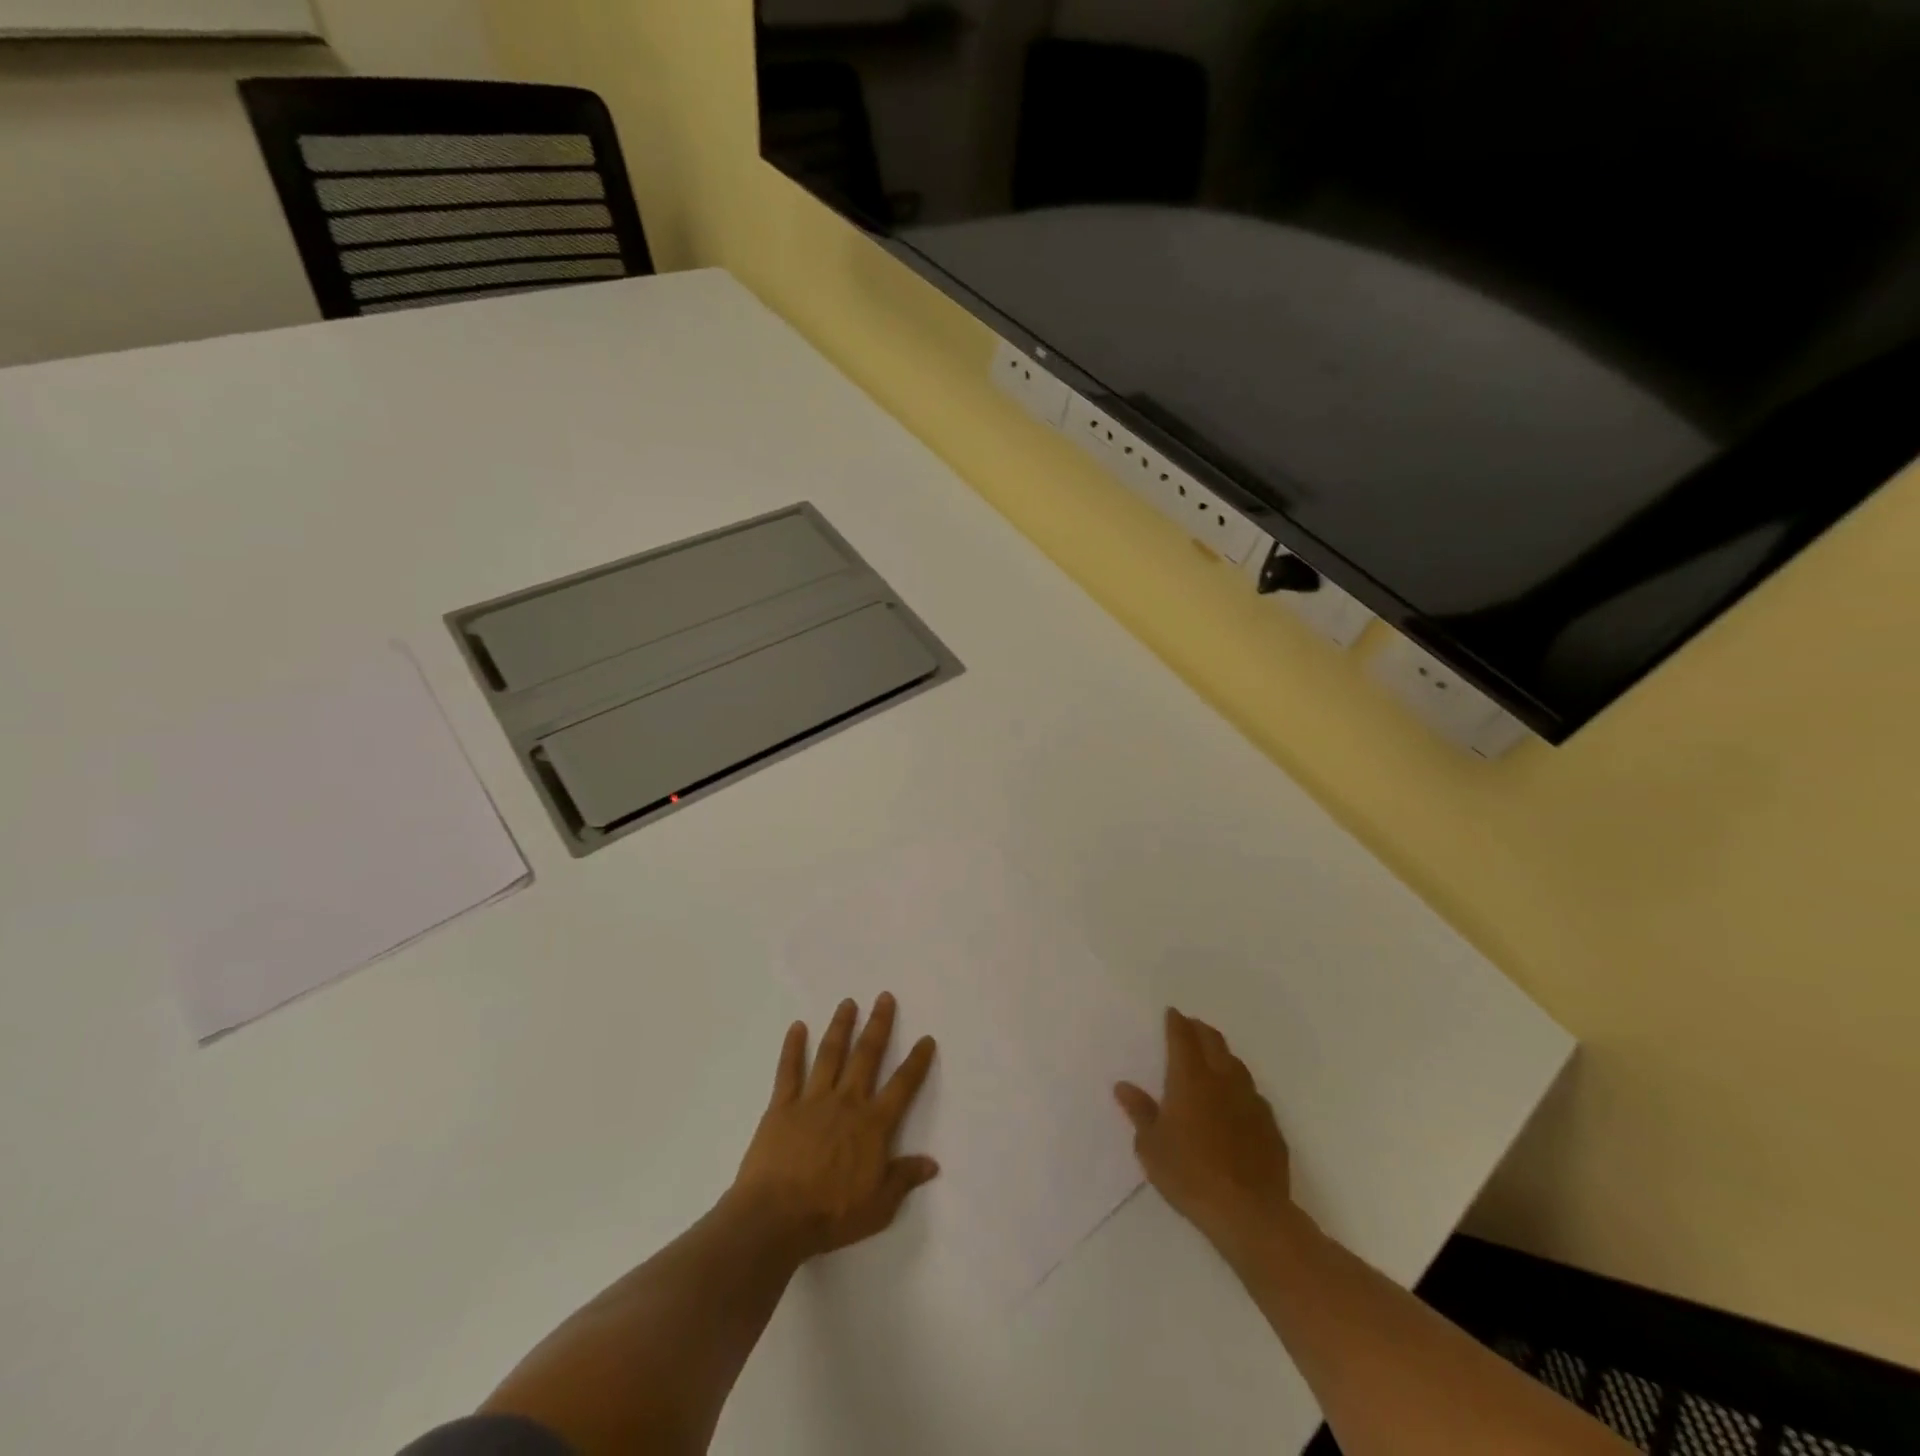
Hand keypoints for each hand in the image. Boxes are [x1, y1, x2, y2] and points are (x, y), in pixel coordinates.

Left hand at [732, 993, 938, 1259]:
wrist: (775, 1218)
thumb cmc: (830, 1215)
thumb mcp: (878, 1207)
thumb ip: (903, 1179)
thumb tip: (932, 1163)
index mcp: (872, 1124)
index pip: (902, 1086)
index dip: (917, 1062)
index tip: (926, 1038)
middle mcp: (846, 1102)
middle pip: (866, 1056)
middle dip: (878, 1025)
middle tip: (884, 997)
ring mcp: (813, 1100)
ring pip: (830, 1054)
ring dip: (840, 1027)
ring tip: (847, 1002)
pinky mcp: (782, 1106)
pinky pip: (789, 1071)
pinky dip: (792, 1047)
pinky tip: (797, 1026)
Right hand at [1116, 1009, 1294, 1252]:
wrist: (1249, 1213)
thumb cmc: (1189, 1175)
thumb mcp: (1151, 1147)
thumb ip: (1140, 1112)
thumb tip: (1123, 1086)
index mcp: (1190, 1079)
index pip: (1183, 1038)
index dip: (1176, 1022)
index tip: (1172, 1013)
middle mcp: (1222, 1080)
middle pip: (1213, 1042)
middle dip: (1200, 1030)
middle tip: (1190, 1026)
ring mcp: (1251, 1101)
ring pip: (1236, 1065)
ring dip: (1222, 1055)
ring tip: (1213, 1057)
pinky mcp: (1270, 1126)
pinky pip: (1253, 1094)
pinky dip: (1240, 1087)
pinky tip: (1236, 1101)